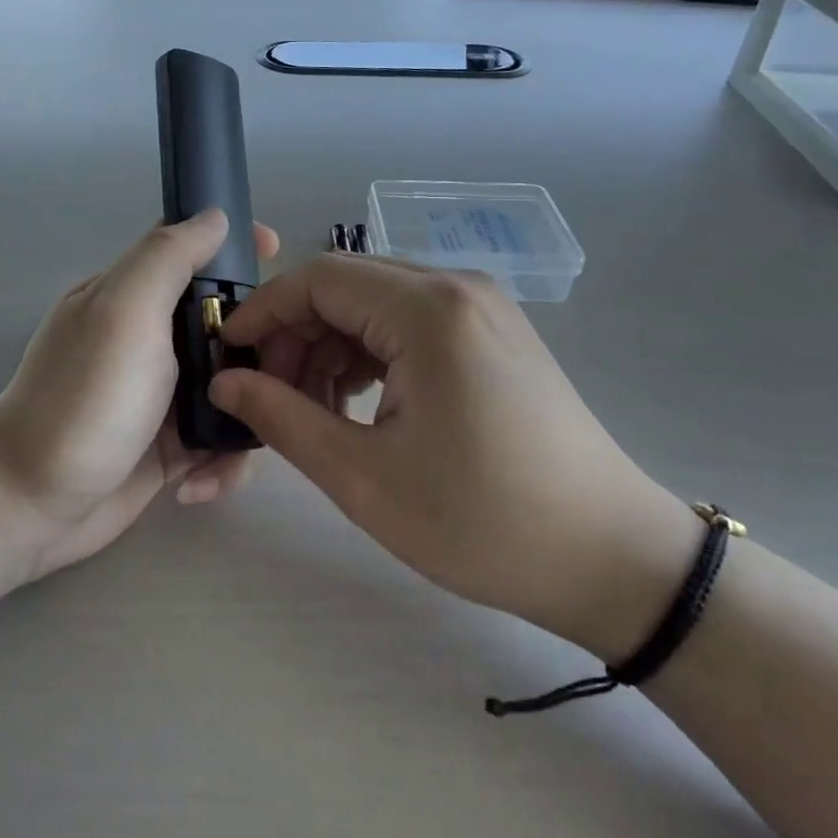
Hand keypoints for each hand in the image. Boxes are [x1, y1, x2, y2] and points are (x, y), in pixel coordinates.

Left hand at [0, 210, 277, 580]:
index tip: (276, 250)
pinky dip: (224, 458)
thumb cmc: (83, 400)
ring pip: (235, 381)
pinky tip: (200, 481)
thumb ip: (168, 257)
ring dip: (250, 408)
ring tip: (249, 437)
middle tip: (283, 367)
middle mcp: (152, 338)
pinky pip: (222, 436)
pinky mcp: (173, 444)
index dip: (234, 243)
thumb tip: (214, 215)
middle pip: (226, 318)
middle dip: (261, 337)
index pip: (190, 249)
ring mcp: (164, 393)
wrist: (31, 505)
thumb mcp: (124, 312)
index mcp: (134, 295)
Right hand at [208, 255, 700, 661]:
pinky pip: (410, 323)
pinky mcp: (493, 333)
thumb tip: (224, 382)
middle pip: (346, 286)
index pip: (318, 278)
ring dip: (330, 346)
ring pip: (375, 304)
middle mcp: (456, 288)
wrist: (613, 558)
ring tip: (311, 409)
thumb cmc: (482, 521)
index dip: (263, 311)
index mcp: (427, 310)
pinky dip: (370, 353)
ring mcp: (481, 307)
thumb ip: (282, 418)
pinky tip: (358, 403)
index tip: (228, 355)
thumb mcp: (363, 476)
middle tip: (269, 396)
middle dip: (295, 333)